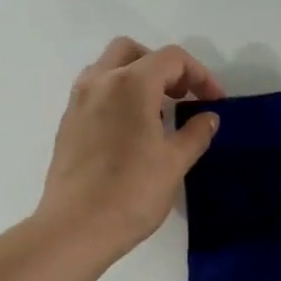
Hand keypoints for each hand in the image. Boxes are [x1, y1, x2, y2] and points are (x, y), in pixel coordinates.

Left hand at [36, 38, 223, 263]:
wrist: (75, 228)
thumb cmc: (131, 194)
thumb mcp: (174, 163)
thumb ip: (195, 133)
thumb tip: (208, 117)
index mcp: (130, 84)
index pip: (171, 59)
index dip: (199, 75)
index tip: (213, 101)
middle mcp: (99, 82)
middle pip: (132, 52)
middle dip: (162, 67)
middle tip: (180, 96)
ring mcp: (77, 102)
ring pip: (108, 68)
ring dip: (136, 79)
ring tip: (157, 114)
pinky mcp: (67, 124)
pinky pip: (95, 93)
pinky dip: (117, 97)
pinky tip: (131, 132)